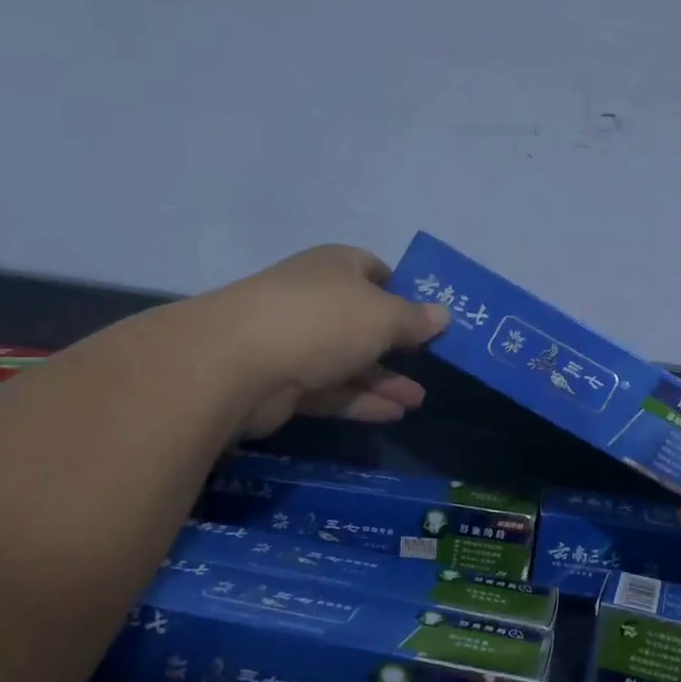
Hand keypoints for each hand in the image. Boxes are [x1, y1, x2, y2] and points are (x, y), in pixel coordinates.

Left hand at [218, 245, 449, 439]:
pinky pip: (333, 389)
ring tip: (420, 400)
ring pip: (350, 360)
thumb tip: (443, 315)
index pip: (374, 270)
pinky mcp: (286, 382)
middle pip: (364, 320)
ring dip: (385, 379)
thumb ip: (415, 319)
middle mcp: (316, 299)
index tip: (428, 316)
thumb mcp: (383, 316)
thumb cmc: (323, 320)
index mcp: (337, 267)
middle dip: (398, 343)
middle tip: (431, 362)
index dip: (403, 291)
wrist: (237, 363)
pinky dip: (362, 400)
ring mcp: (298, 341)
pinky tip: (395, 414)